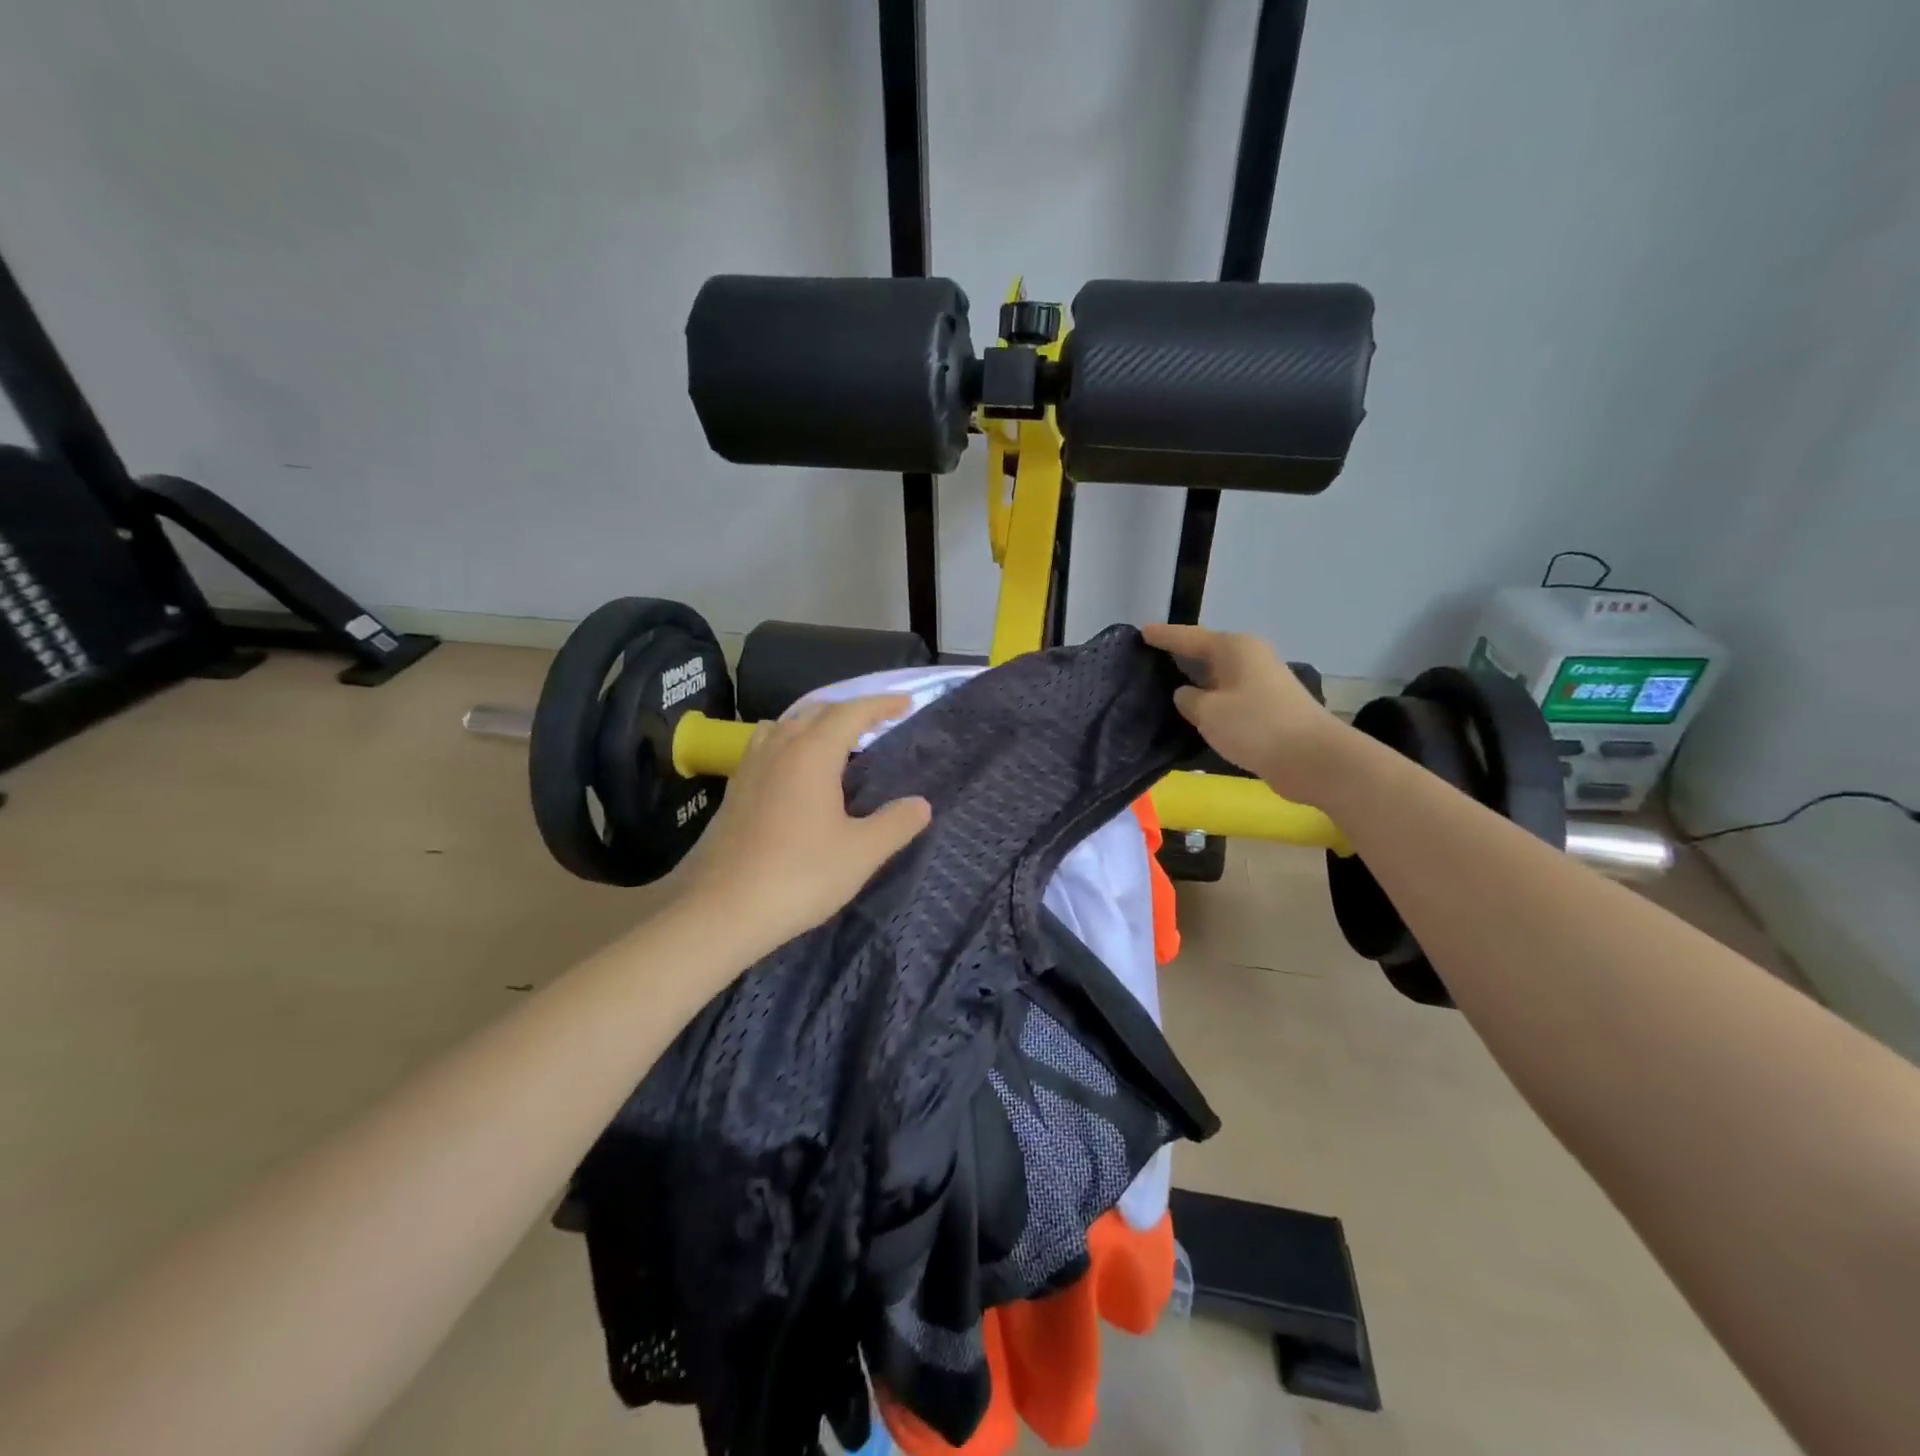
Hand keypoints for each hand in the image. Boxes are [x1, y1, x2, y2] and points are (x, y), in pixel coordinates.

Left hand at [673, 696, 931, 961]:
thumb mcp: (860, 853)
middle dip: (850, 709)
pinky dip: (792, 742)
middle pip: (816, 711)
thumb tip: (920, 805)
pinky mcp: (734, 789)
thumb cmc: (799, 876)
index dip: (881, 704)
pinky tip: (798, 773)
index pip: (851, 712)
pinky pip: (768, 746)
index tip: (905, 703)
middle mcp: (778, 748)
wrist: (721, 909)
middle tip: (878, 721)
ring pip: (786, 725)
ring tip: (837, 741)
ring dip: (816, 722)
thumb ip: (895, 824)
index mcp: (811, 753)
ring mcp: (750, 767)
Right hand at [1142, 623, 1348, 803]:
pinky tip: (1195, 711)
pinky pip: (1229, 695)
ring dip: (1196, 681)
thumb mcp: (1209, 712)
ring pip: (1218, 676)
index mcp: (1234, 648)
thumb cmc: (1256, 726)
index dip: (1164, 636)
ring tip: (1165, 686)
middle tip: (1149, 659)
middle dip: (1180, 656)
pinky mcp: (1268, 706)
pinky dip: (1211, 700)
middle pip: (1206, 652)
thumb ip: (1189, 700)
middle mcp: (1250, 657)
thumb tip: (1187, 695)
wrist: (1313, 758)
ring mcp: (1262, 681)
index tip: (1141, 631)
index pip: (1189, 637)